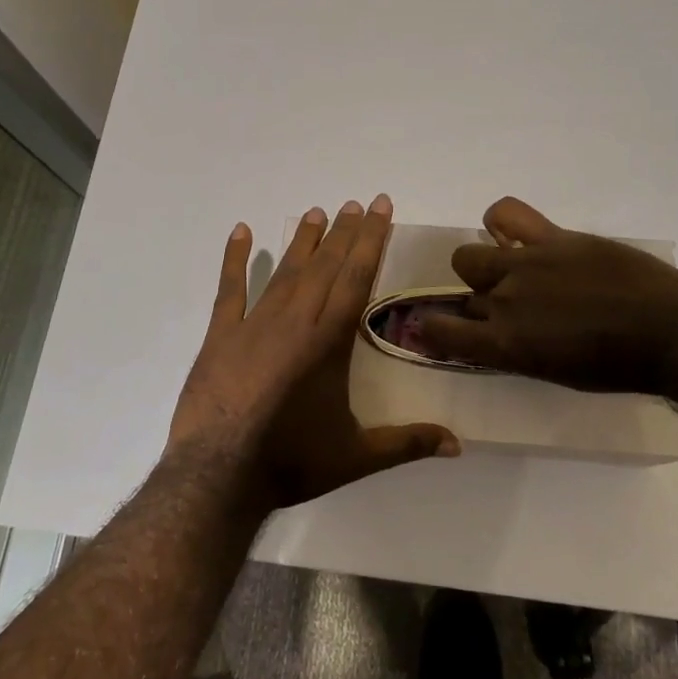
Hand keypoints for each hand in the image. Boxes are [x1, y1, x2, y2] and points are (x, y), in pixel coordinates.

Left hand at [167, 195, 459, 508]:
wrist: (219, 475)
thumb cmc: (291, 462)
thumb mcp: (356, 457)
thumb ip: (408, 444)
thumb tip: (459, 445)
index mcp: (329, 341)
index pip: (356, 277)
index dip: (371, 240)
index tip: (380, 208)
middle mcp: (296, 321)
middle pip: (325, 265)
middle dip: (345, 232)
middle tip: (356, 202)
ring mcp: (255, 324)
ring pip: (286, 271)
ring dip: (304, 240)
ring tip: (317, 211)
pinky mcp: (221, 335)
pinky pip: (231, 288)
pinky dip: (235, 258)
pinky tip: (241, 231)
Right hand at [416, 197, 677, 394]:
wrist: (670, 333)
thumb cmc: (618, 368)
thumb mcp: (555, 372)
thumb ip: (515, 350)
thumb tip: (494, 334)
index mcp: (505, 345)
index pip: (438, 332)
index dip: (430, 330)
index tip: (436, 328)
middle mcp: (504, 301)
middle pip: (461, 288)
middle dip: (475, 297)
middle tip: (507, 305)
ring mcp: (526, 263)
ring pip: (471, 254)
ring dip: (485, 265)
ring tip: (515, 270)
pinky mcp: (553, 237)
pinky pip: (507, 213)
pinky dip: (501, 221)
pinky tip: (514, 233)